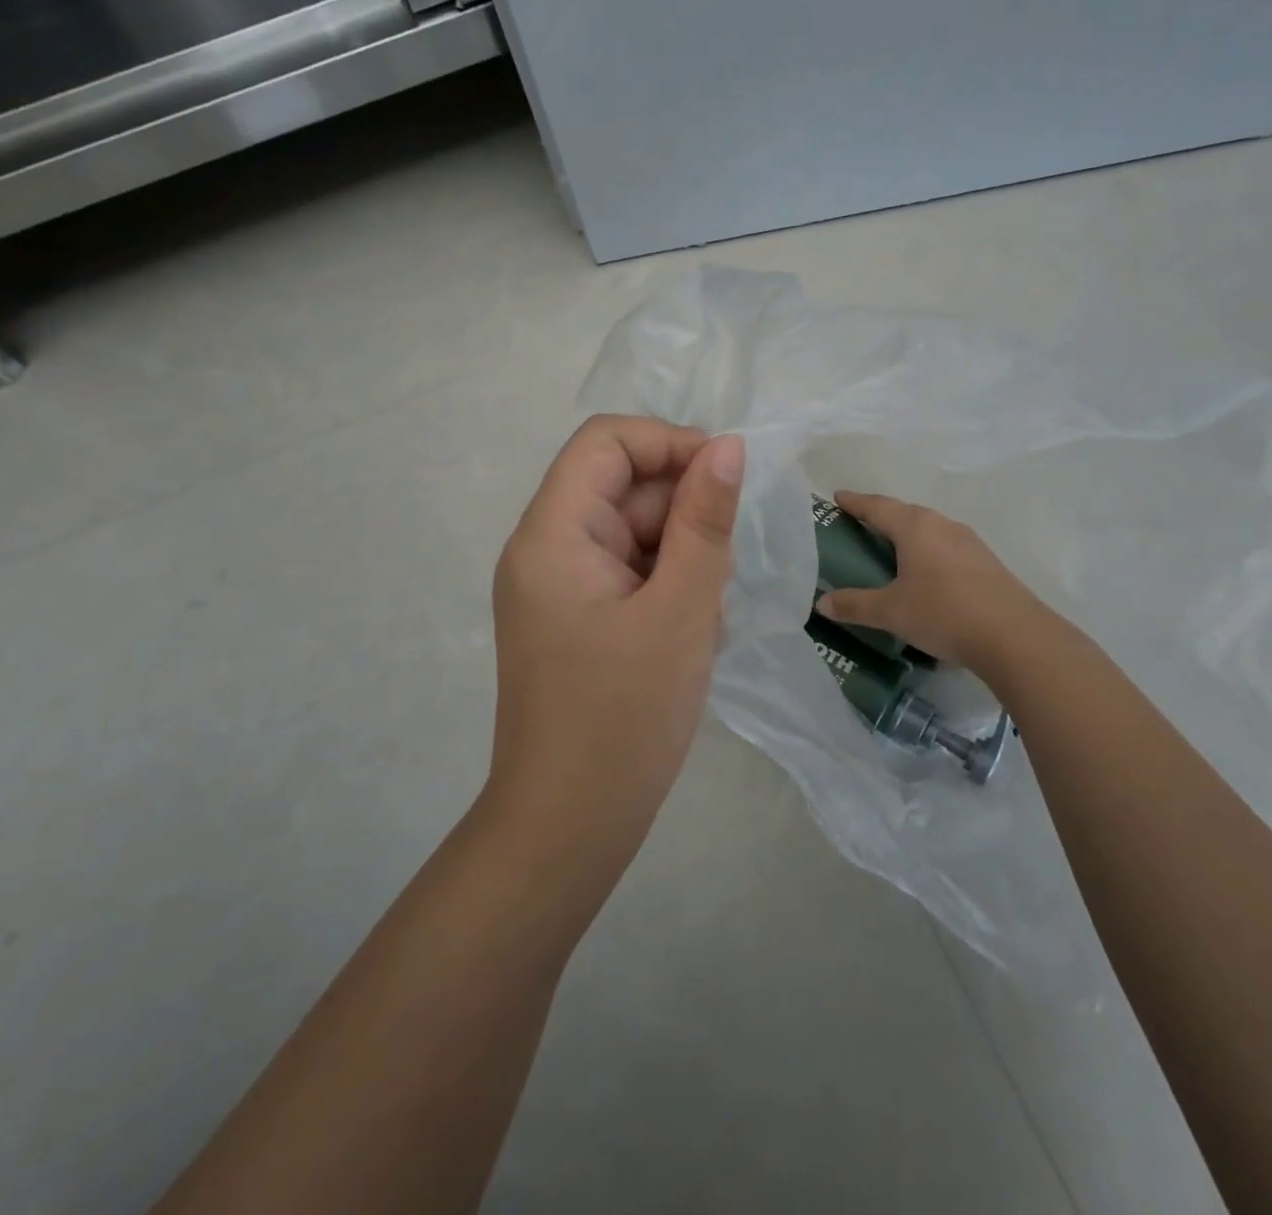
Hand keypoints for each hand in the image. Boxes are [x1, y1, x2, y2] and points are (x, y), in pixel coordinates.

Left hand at [487, 415, 744, 871]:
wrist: (569, 827)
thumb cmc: (625, 717)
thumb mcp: (681, 610)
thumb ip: (705, 521)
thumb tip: (726, 446)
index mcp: (552, 534)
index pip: (605, 443)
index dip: (668, 443)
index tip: (726, 478)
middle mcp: (545, 550)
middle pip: (619, 488)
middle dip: (682, 512)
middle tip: (723, 568)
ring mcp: (558, 588)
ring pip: (630, 533)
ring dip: (680, 555)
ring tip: (705, 611)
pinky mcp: (575, 619)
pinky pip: (626, 573)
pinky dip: (666, 586)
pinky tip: (690, 631)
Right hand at [815, 490, 1051, 678]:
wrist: (1014, 636)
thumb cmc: (943, 612)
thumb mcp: (891, 611)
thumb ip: (855, 605)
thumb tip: (821, 603)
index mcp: (915, 526)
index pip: (876, 506)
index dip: (854, 502)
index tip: (837, 497)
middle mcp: (942, 525)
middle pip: (904, 513)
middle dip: (880, 515)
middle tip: (858, 524)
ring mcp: (968, 542)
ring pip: (928, 529)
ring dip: (906, 533)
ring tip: (888, 547)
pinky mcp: (985, 562)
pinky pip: (945, 546)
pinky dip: (926, 551)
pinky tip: (924, 571)